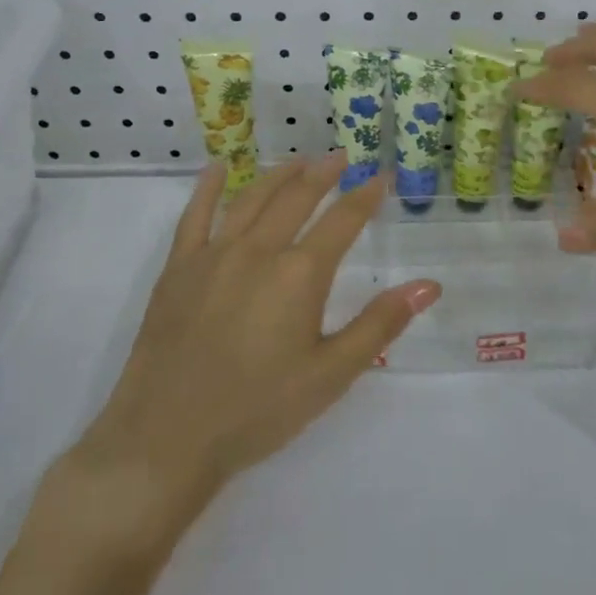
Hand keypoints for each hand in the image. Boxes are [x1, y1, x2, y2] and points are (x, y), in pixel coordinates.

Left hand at [48, 155, 440, 546]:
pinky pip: (195, 216)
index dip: (365, 196)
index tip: (381, 178)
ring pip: (251, 199)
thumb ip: (380, 324)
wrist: (167, 437)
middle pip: (296, 198)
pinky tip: (218, 169)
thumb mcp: (331, 374)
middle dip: (322, 173)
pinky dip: (209, 188)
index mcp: (299, 275)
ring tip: (298, 161)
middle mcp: (258, 251)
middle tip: (340, 157)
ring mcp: (213, 255)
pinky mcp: (177, 269)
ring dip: (278, 175)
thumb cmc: (258, 409)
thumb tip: (428, 285)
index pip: (342, 221)